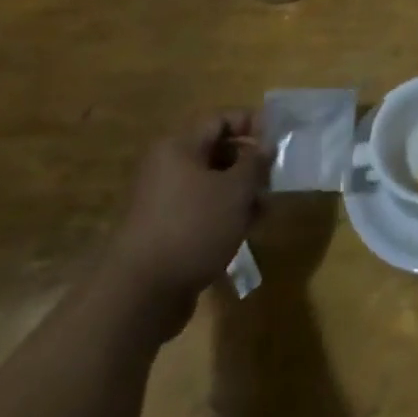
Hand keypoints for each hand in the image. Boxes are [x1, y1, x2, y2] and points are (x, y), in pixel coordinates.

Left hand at [104, 111, 267, 339]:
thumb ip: (255, 162)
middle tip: (275, 176)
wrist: (139, 297)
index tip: (278, 139)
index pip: (220, 119)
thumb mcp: (236, 190)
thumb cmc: (192, 227)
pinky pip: (201, 210)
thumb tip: (265, 145)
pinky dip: (224, 214)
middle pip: (216, 151)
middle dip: (249, 162)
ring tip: (265, 208)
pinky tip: (246, 229)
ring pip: (211, 184)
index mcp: (178, 148)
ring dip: (240, 191)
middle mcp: (167, 168)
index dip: (252, 122)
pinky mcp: (164, 232)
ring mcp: (163, 202)